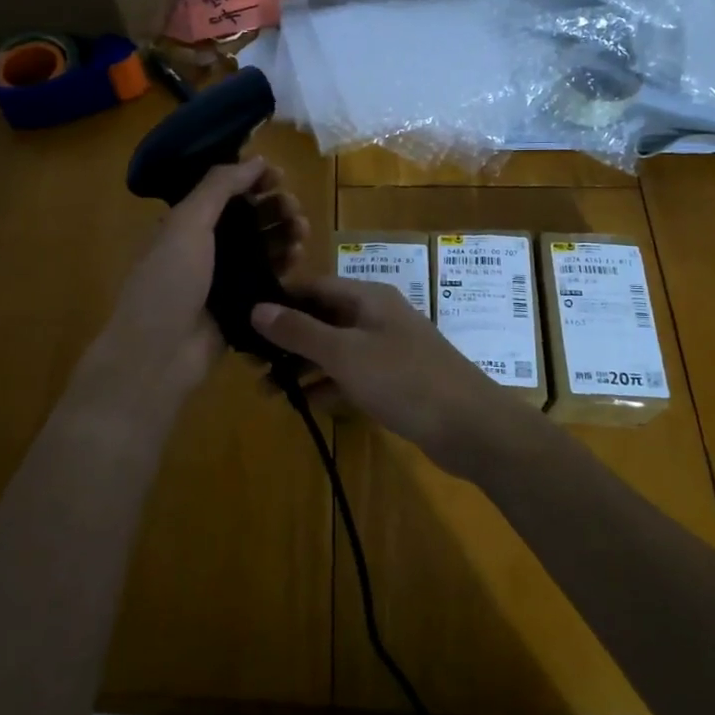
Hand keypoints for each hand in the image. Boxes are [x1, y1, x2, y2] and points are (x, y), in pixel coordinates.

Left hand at [70, 158, 306, 434]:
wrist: (160, 354)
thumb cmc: (169, 281)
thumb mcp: (187, 224)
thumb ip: (219, 187)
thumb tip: (255, 158)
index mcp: (185, 223)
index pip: (225, 191)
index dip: (252, 180)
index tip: (280, 177)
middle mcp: (204, 247)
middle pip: (248, 217)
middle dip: (273, 207)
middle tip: (294, 209)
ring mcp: (223, 277)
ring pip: (261, 246)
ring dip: (283, 233)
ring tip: (302, 232)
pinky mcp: (240, 304)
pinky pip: (268, 277)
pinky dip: (284, 264)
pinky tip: (299, 257)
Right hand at [250, 277, 504, 476]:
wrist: (471, 427)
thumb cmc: (404, 379)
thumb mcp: (345, 353)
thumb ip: (300, 331)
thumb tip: (256, 308)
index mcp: (367, 297)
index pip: (313, 287)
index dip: (279, 301)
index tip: (243, 321)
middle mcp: (376, 316)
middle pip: (322, 319)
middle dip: (286, 340)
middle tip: (249, 363)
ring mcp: (387, 350)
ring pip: (334, 350)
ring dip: (302, 367)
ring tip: (267, 390)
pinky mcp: (394, 381)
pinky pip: (351, 376)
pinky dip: (328, 386)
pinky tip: (304, 404)